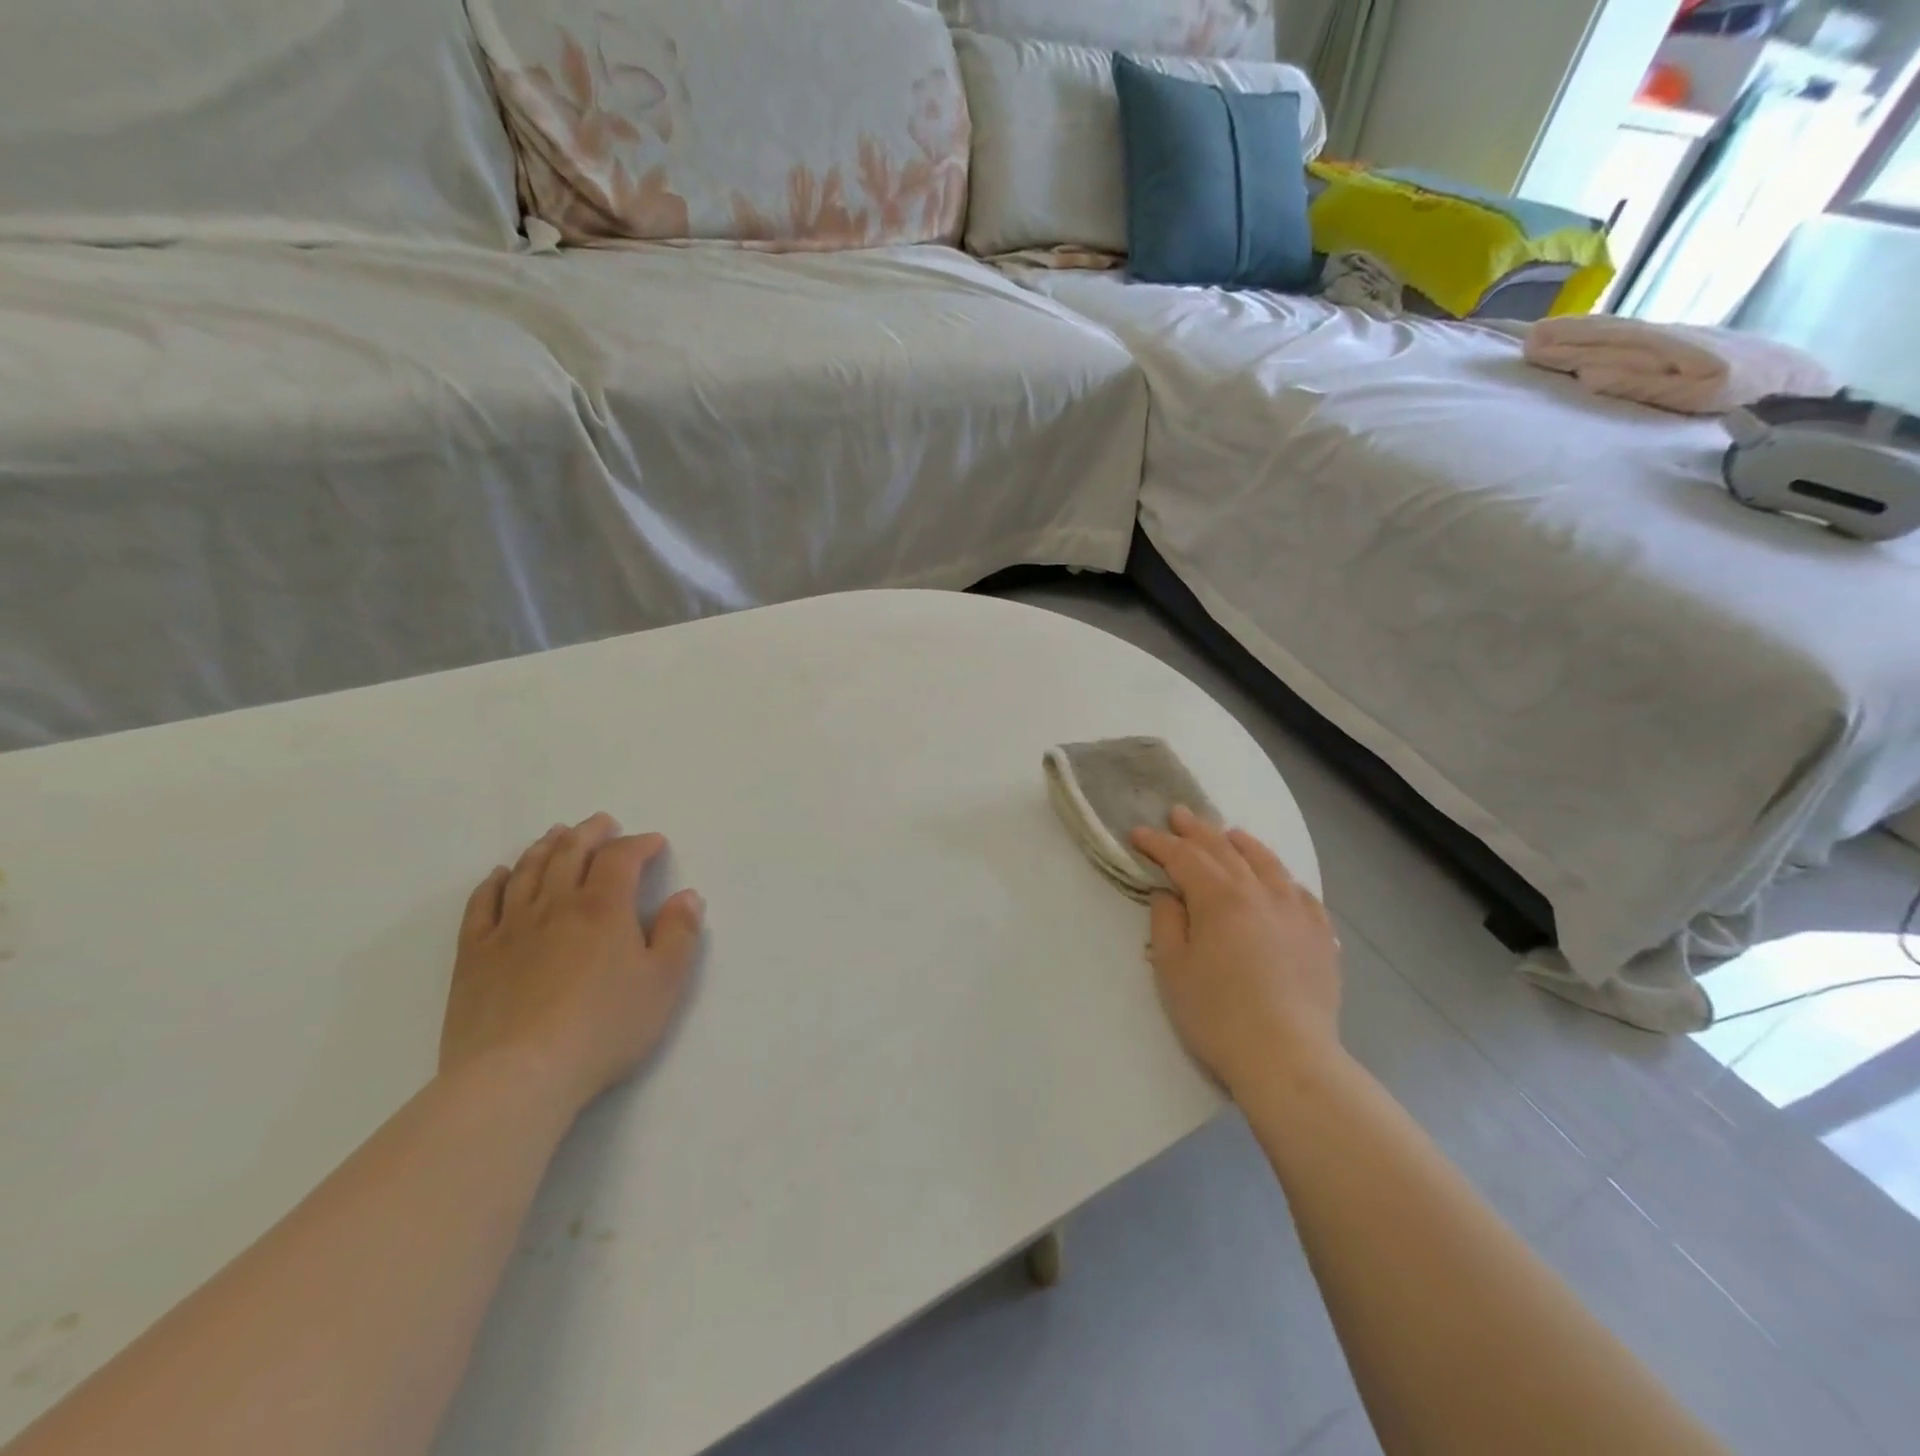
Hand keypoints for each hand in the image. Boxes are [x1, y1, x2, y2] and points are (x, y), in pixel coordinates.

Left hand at [442, 813, 704, 1116]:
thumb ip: (680, 934)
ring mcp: (510, 928)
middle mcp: (555, 905)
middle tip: (603, 822)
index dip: (639, 844)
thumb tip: (687, 896)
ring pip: (527, 871)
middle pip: (570, 853)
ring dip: (545, 847)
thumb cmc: (604, 1028)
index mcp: (604, 908)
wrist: (519, 1076)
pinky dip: (494, 882)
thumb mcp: (664, 983)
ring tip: (557, 835)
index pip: (621, 857)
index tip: (654, 843)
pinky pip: (481, 905)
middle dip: (590, 833)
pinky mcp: (474, 955)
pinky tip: (501, 875)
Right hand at [1130, 807, 1341, 1095]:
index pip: (1184, 857)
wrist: (1288, 1058)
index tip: (1138, 834)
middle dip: (1196, 830)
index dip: (1158, 843)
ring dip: (1242, 844)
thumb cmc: (1217, 1015)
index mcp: (1219, 898)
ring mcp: (1296, 911)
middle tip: (1178, 814)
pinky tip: (1278, 880)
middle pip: (1224, 850)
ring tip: (1229, 833)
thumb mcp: (1172, 969)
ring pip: (1267, 863)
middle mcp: (1260, 892)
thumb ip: (1167, 922)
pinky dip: (1282, 877)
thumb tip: (1168, 893)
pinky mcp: (1320, 935)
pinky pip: (1300, 892)